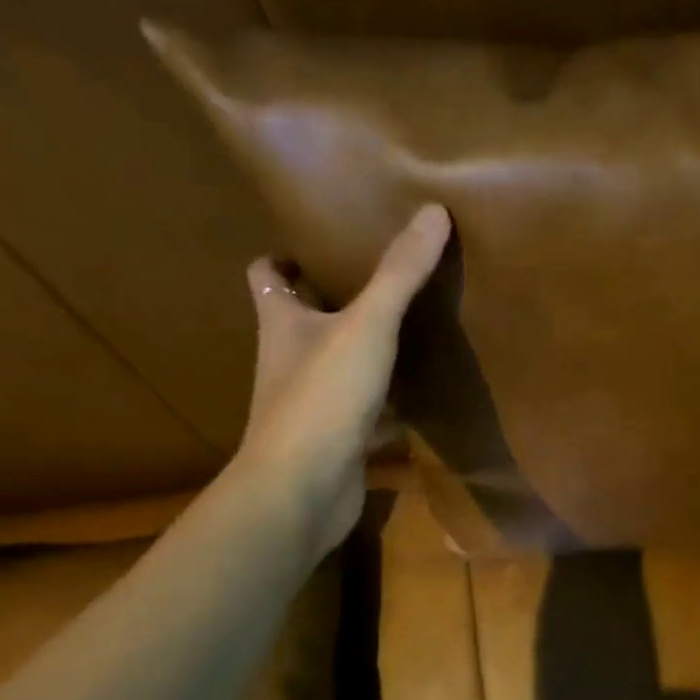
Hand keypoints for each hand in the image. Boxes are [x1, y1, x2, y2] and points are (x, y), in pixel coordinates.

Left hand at [235, 202, 451, 551]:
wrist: (303, 489)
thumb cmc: (323, 395)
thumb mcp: (368, 325)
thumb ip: (400, 273)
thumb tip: (433, 211)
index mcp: (281, 322)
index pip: (266, 276)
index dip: (285, 258)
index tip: (321, 246)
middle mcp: (287, 359)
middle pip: (302, 319)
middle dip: (332, 301)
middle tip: (380, 282)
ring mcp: (310, 403)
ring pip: (335, 366)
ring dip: (362, 351)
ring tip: (407, 332)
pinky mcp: (335, 440)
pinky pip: (363, 410)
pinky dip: (386, 403)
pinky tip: (419, 398)